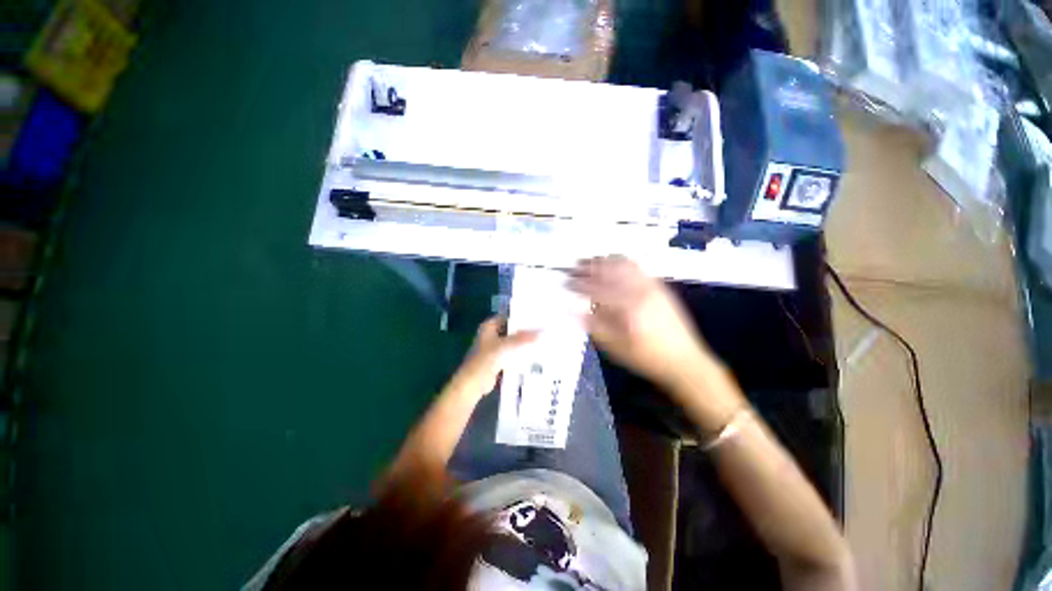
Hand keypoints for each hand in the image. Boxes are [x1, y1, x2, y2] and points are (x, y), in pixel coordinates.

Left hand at [450, 317, 537, 398]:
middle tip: (542, 329)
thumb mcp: (507, 346)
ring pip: (512, 342)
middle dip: (524, 331)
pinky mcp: (497, 360)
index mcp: (489, 326)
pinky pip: (511, 353)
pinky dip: (520, 353)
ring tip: (541, 340)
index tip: (536, 317)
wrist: (474, 383)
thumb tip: (543, 332)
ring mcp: (493, 348)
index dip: (521, 316)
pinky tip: (534, 354)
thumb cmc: (487, 359)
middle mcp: (491, 334)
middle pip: (511, 330)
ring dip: (523, 343)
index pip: (508, 316)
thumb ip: (524, 338)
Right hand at [569, 256, 714, 389]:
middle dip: (588, 267)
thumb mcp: (615, 348)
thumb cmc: (646, 358)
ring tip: (589, 261)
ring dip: (603, 261)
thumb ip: (593, 325)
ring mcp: (652, 286)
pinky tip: (611, 263)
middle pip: (609, 271)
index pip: (596, 289)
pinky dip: (621, 261)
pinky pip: (637, 267)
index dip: (578, 284)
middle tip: (573, 267)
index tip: (566, 282)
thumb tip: (572, 308)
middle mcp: (640, 291)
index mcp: (628, 308)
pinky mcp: (659, 286)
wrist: (684, 361)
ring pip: (623, 264)